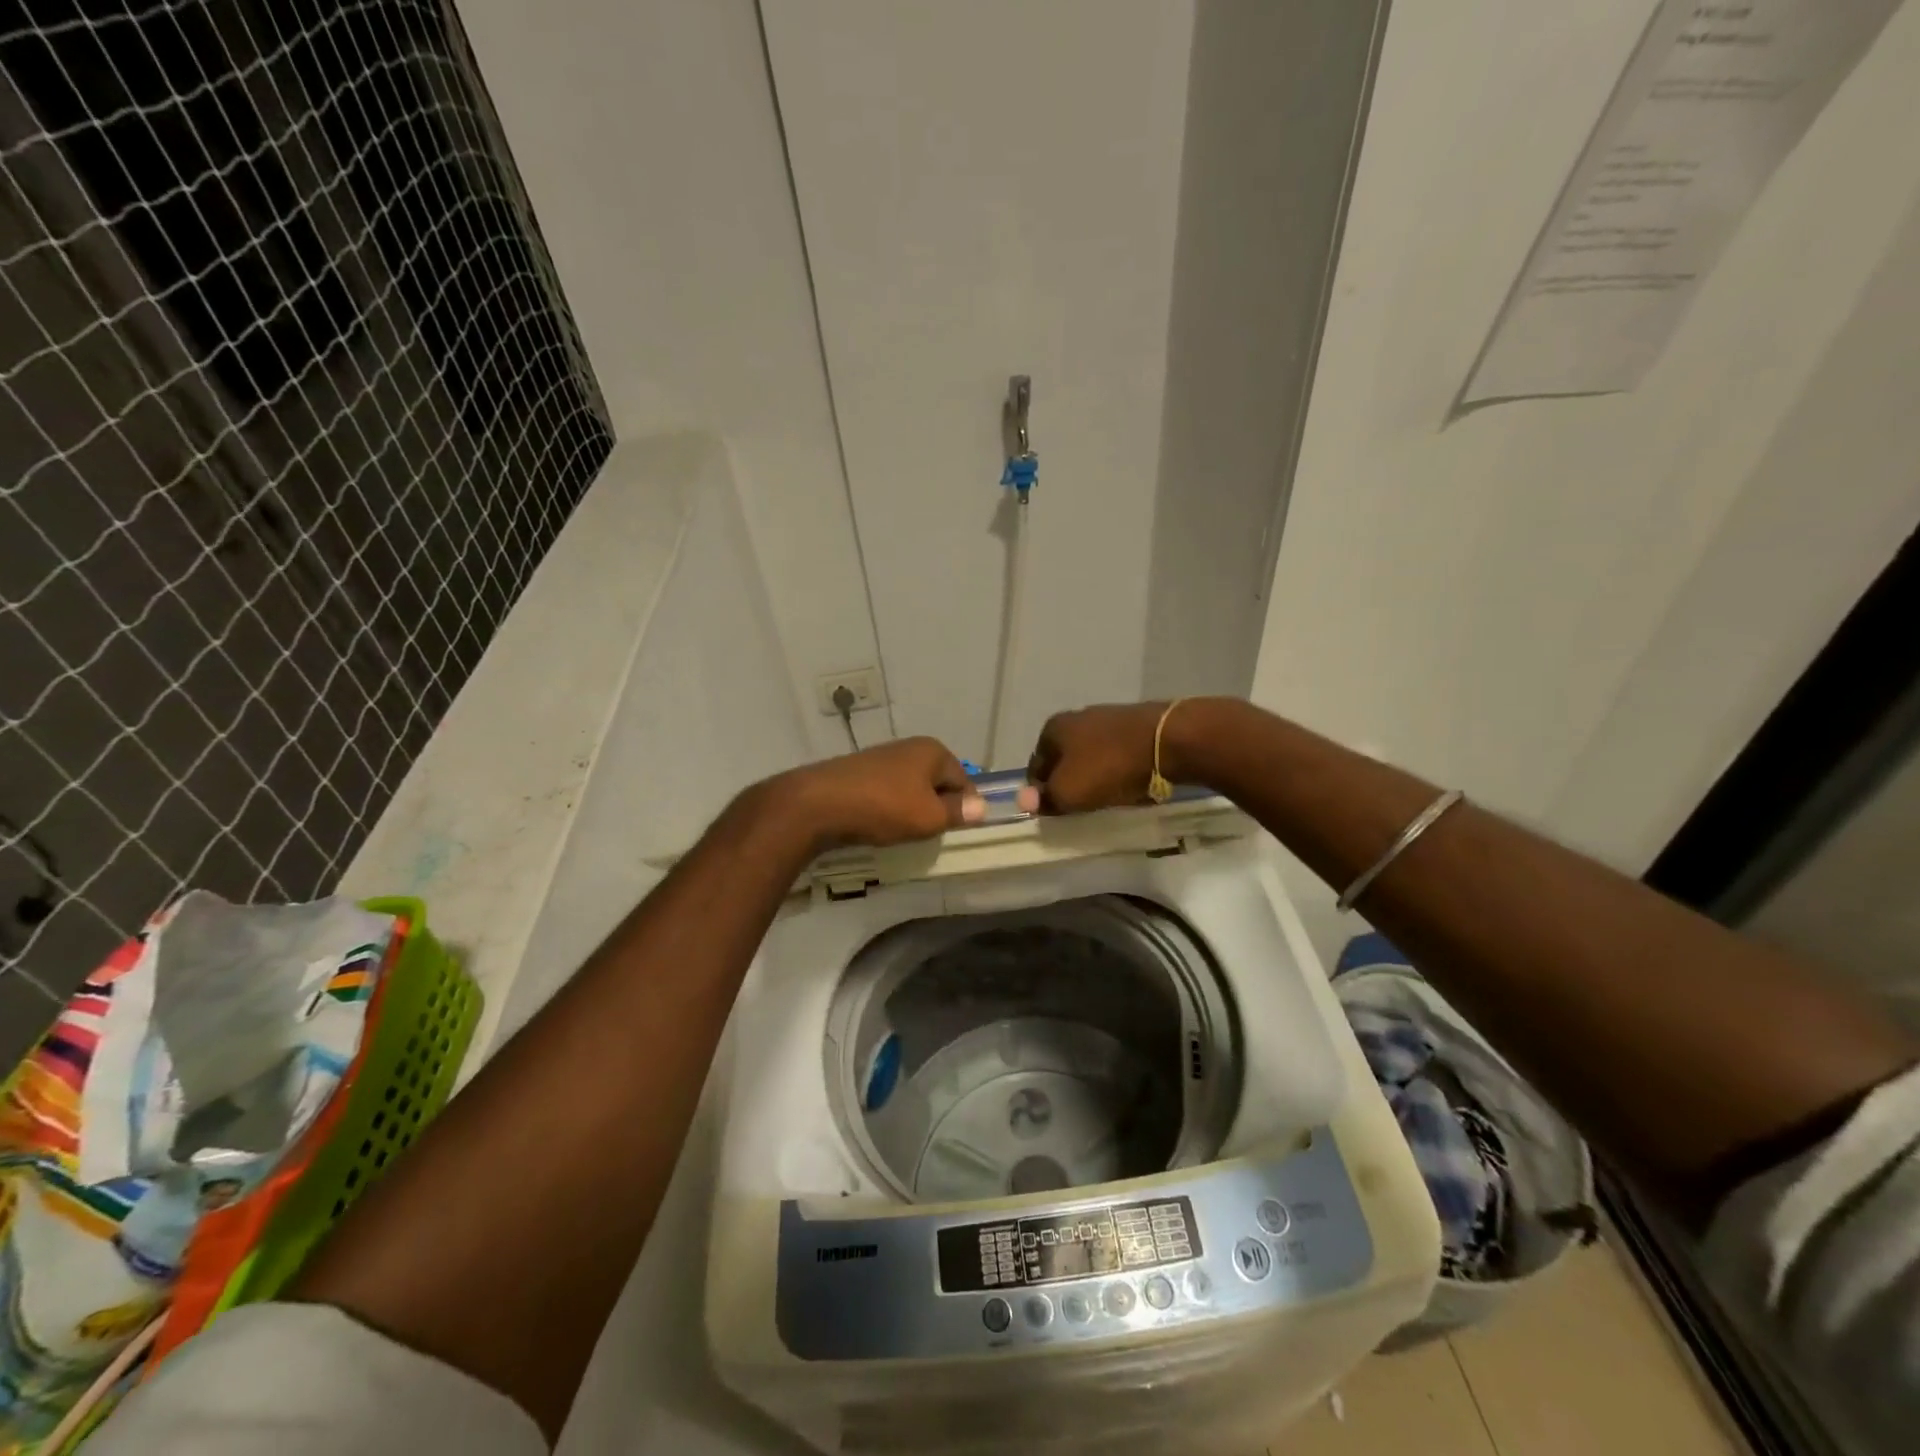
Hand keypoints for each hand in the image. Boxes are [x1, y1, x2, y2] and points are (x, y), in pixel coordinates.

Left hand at [771, 737, 984, 850]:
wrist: (818, 804)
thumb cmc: (884, 807)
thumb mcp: (929, 817)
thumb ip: (958, 812)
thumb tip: (981, 807)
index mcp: (933, 751)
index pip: (964, 780)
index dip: (965, 808)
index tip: (958, 833)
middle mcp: (909, 747)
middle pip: (937, 783)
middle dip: (937, 808)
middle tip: (931, 835)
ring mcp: (882, 757)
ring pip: (911, 789)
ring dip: (911, 810)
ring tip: (903, 833)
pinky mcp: (859, 772)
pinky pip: (886, 792)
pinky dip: (888, 808)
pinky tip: (879, 825)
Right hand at [1017, 702, 1169, 814]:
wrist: (1170, 741)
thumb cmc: (1110, 767)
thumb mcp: (1069, 792)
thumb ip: (1045, 799)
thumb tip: (1024, 801)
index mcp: (1053, 728)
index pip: (1035, 766)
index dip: (1040, 792)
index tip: (1053, 813)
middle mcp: (1076, 717)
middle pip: (1063, 759)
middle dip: (1067, 782)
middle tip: (1078, 808)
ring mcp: (1108, 718)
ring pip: (1090, 756)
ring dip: (1093, 776)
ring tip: (1104, 799)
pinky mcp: (1136, 725)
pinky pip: (1116, 753)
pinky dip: (1117, 769)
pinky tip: (1127, 783)